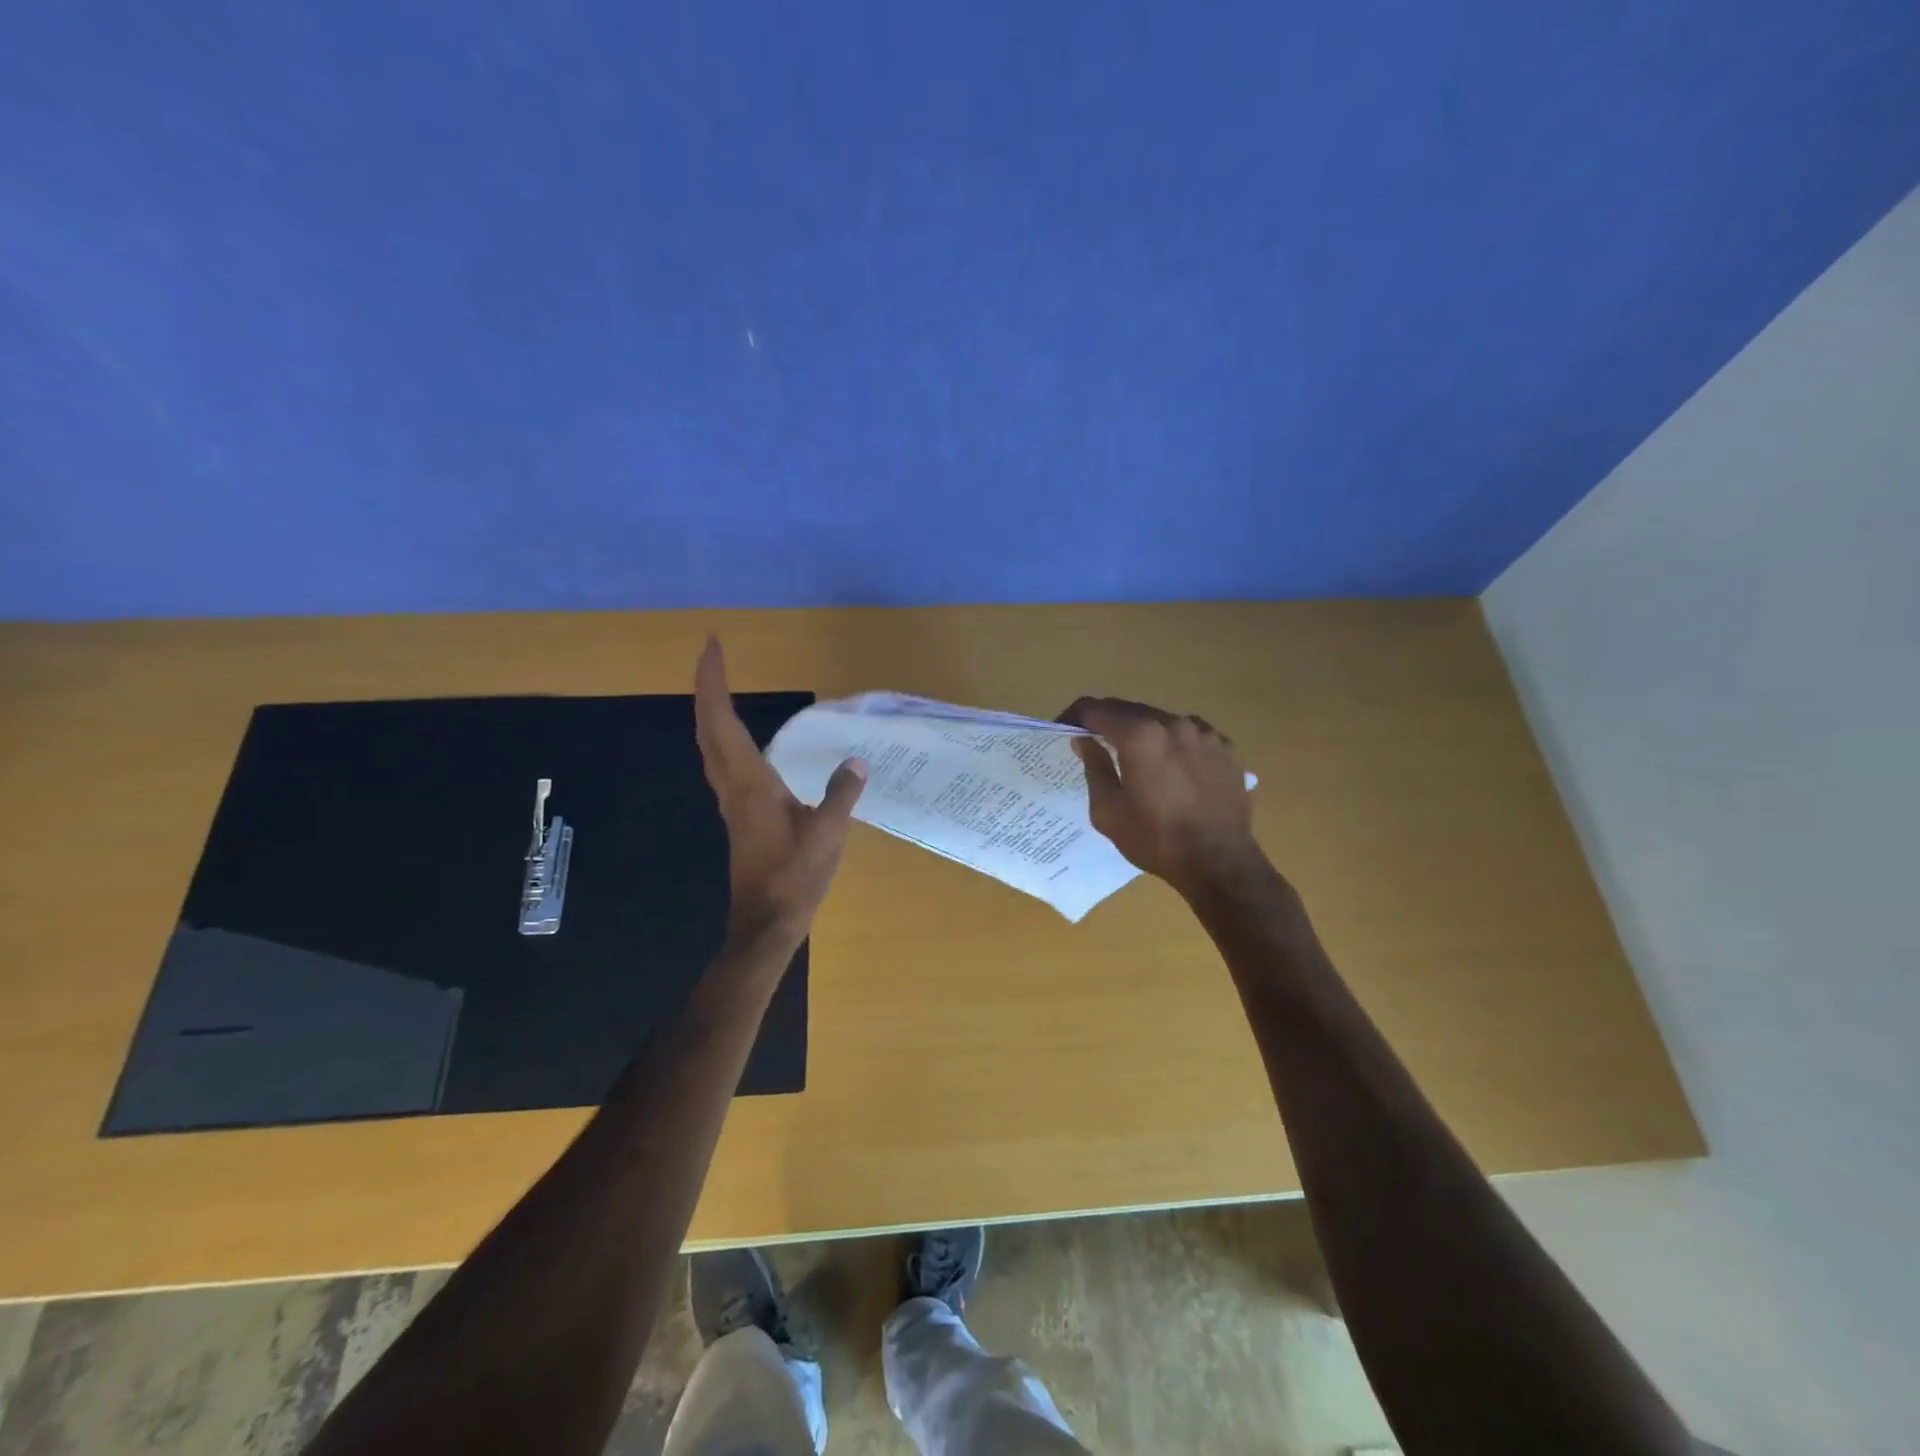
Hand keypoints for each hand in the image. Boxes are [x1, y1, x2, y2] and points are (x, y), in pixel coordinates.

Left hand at [694, 637, 866, 945]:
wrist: (766, 923)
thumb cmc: (794, 877)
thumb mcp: (828, 833)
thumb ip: (841, 793)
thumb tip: (856, 761)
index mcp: (750, 782)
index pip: (721, 720)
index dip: (712, 681)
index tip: (712, 646)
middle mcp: (733, 786)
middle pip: (707, 728)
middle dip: (707, 688)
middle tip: (714, 656)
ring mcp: (732, 802)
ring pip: (710, 746)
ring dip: (711, 712)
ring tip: (723, 688)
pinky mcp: (739, 815)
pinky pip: (722, 762)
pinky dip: (723, 736)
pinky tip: (740, 740)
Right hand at [1059, 696, 1266, 899]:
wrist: (1220, 863)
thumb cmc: (1156, 839)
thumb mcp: (1109, 811)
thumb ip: (1094, 768)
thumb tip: (1084, 741)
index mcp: (1140, 735)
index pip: (1095, 709)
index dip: (1074, 716)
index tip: (1064, 730)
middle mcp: (1173, 723)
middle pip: (1129, 709)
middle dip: (1107, 722)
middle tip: (1094, 743)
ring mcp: (1204, 733)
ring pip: (1161, 719)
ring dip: (1142, 731)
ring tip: (1136, 757)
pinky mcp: (1226, 748)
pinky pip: (1191, 734)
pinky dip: (1174, 743)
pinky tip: (1173, 767)